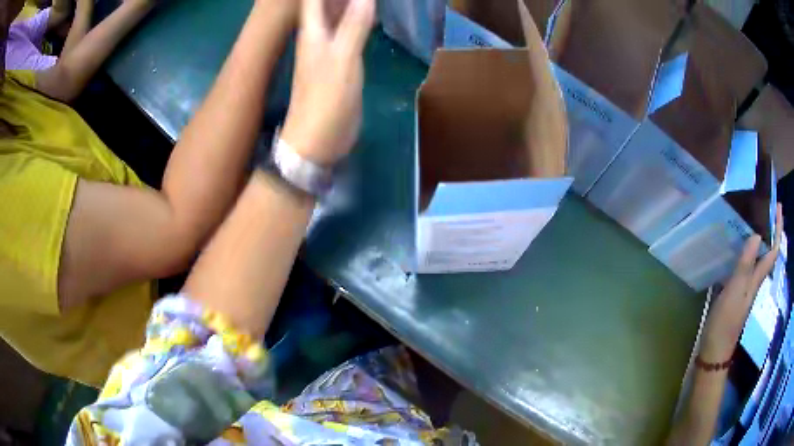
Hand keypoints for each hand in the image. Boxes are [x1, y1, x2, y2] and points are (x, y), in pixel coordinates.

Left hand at [281, 0, 374, 165]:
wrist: (318, 140)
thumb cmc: (325, 101)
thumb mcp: (342, 60)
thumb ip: (353, 25)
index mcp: (313, 30)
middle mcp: (319, 34)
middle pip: (327, 2)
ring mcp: (330, 47)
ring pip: (340, 13)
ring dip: (352, 1)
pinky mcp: (341, 60)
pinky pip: (350, 29)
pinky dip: (361, 17)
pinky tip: (372, 11)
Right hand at [700, 204, 783, 363]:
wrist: (714, 348)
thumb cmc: (726, 320)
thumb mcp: (736, 290)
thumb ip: (746, 264)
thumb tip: (756, 232)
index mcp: (757, 277)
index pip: (773, 250)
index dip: (777, 229)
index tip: (777, 206)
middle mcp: (755, 278)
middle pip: (767, 250)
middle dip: (770, 228)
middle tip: (765, 205)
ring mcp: (745, 285)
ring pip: (757, 255)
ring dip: (758, 236)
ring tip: (751, 217)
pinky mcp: (735, 289)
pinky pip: (745, 263)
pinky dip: (745, 249)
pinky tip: (736, 243)